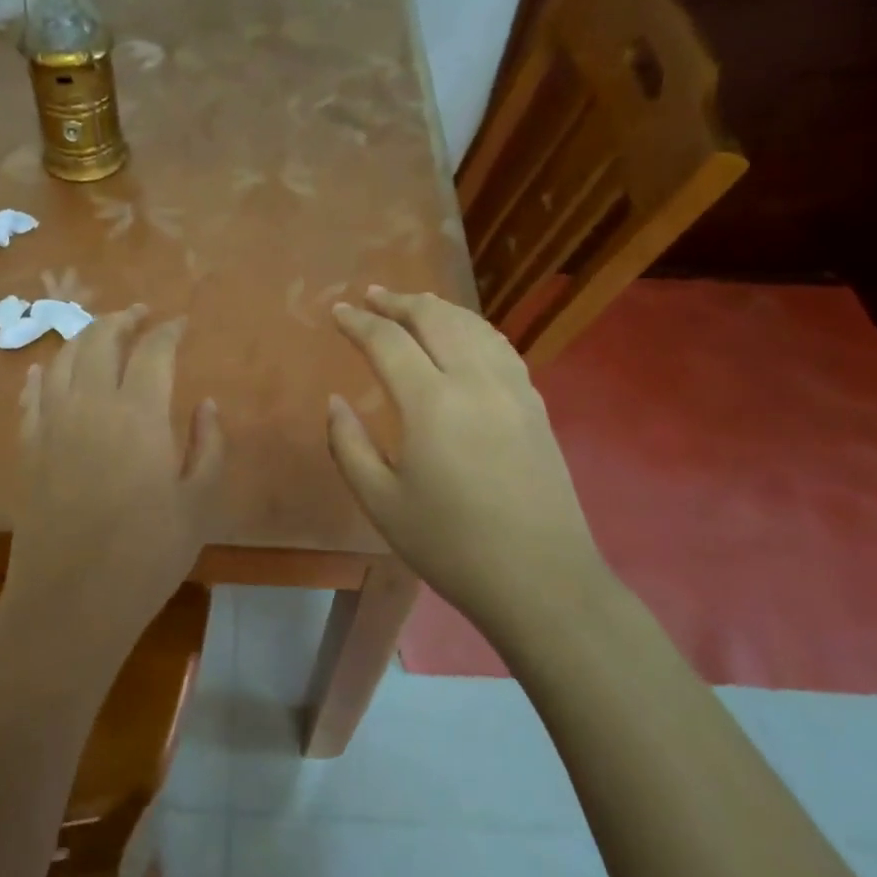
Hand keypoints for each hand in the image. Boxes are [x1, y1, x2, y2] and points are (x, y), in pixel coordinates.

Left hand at [8, 305, 224, 653]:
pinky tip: (44, 369)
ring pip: (62, 359)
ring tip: (100, 333)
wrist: (71, 601)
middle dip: (122, 319)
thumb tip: (205, 404)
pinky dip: (41, 374)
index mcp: (139, 414)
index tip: (180, 323)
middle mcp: (90, 405)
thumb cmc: (147, 555)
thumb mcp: (199, 503)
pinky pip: (31, 396)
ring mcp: (52, 424)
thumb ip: (208, 446)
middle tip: (139, 315)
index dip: (168, 330)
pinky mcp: (28, 448)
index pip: (153, 350)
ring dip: (83, 337)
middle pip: (100, 340)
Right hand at [327, 287, 605, 625]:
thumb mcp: (381, 502)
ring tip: (414, 303)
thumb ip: (348, 445)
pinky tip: (464, 335)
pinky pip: (499, 346)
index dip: (358, 322)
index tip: (338, 311)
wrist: (541, 579)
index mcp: (431, 403)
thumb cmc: (450, 546)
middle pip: (435, 318)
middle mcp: (475, 381)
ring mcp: (512, 388)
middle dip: (399, 301)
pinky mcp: (535, 403)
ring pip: (473, 325)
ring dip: (438, 308)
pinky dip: (472, 327)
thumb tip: (335, 401)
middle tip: (372, 296)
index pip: (388, 341)